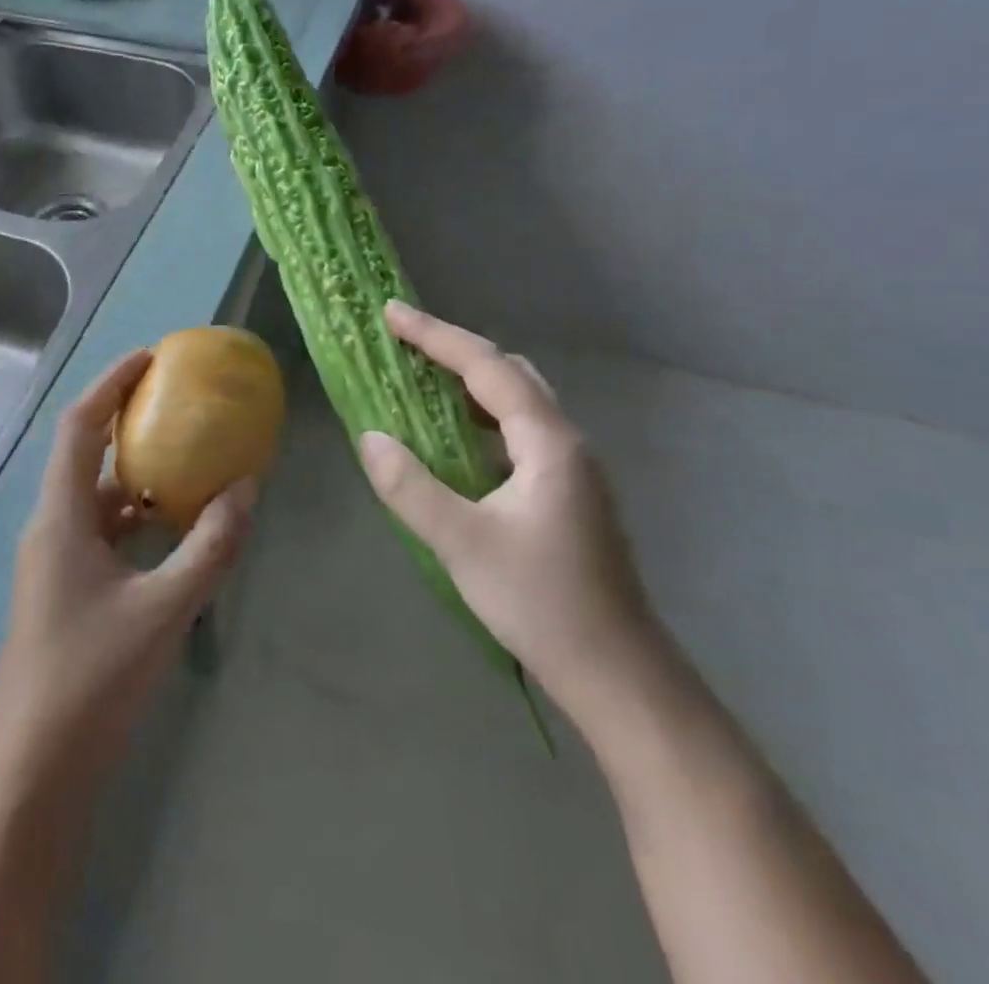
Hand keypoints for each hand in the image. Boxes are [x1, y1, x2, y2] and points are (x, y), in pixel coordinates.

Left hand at [0, 350, 252, 780]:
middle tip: (178, 399)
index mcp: (61, 516)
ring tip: (188, 455)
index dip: (112, 382)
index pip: (81, 425)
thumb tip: (247, 489)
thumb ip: (209, 547)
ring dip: (137, 470)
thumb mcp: (164, 610)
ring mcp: (56, 557)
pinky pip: (103, 528)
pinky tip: (175, 525)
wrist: (34, 767)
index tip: (152, 357)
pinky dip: (137, 513)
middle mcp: (52, 525)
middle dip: (128, 418)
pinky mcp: (66, 585)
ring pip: (97, 493)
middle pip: (86, 451)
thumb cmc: (92, 679)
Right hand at [356, 301, 658, 712]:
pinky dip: (481, 419)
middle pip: (509, 374)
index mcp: (548, 442)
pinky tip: (455, 442)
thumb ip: (410, 487)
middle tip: (405, 344)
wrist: (618, 675)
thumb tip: (370, 438)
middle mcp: (566, 443)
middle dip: (456, 351)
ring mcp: (572, 469)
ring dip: (469, 384)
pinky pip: (518, 433)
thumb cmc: (542, 604)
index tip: (392, 313)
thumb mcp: (463, 544)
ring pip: (518, 403)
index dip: (437, 335)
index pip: (487, 367)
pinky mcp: (568, 494)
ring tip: (422, 382)